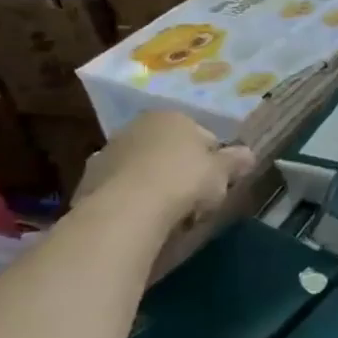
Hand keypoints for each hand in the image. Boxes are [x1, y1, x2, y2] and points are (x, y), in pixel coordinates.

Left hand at [77, 112, 255, 230]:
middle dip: (183, 172)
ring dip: (157, 186)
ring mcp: (109, 152)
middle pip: (171, 151)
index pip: (204, 137)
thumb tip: (249, 154)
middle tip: (196, 202)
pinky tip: (144, 220)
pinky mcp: (88, 181)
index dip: (216, 162)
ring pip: (145, 170)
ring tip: (169, 216)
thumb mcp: (222, 172)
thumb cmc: (183, 180)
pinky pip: (123, 190)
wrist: (126, 210)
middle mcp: (137, 127)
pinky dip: (134, 201)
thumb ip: (236, 161)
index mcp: (172, 117)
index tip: (218, 185)